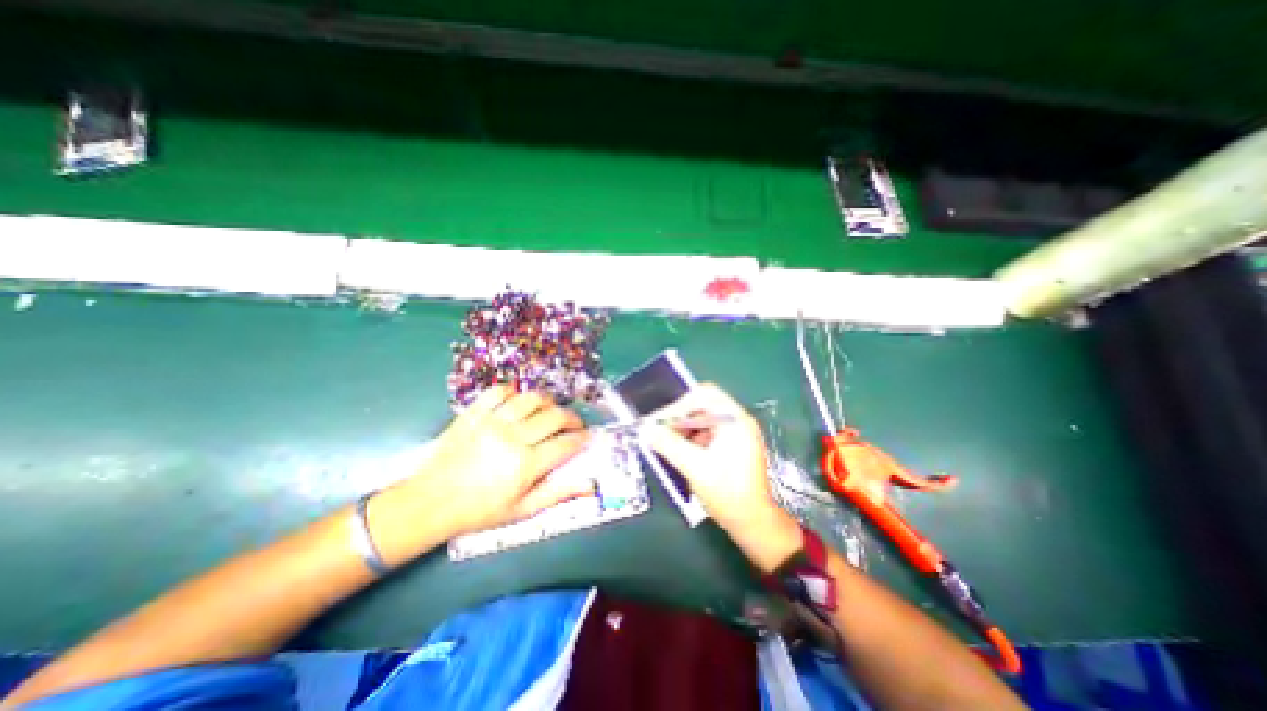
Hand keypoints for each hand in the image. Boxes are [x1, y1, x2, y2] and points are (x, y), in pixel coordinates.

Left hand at [362, 387, 589, 564]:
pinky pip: (499, 391)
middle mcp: (513, 438)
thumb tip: (590, 484)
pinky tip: (518, 402)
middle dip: (572, 418)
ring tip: (550, 410)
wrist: (430, 503)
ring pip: (532, 399)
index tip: (586, 437)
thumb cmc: (480, 511)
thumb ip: (558, 494)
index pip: (566, 444)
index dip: (582, 438)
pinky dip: (513, 392)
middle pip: (555, 417)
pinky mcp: (474, 413)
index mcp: (526, 465)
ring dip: (548, 402)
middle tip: (574, 424)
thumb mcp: (522, 510)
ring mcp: (492, 422)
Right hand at [648, 384, 794, 570]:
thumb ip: (669, 444)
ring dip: (685, 429)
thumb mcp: (694, 467)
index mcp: (735, 420)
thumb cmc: (727, 493)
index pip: (704, 395)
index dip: (679, 404)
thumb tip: (647, 429)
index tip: (659, 420)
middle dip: (680, 417)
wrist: (754, 524)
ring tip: (667, 443)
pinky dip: (693, 439)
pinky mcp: (734, 447)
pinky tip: (681, 452)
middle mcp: (738, 421)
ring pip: (705, 420)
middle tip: (659, 431)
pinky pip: (709, 433)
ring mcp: (738, 434)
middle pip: (704, 406)